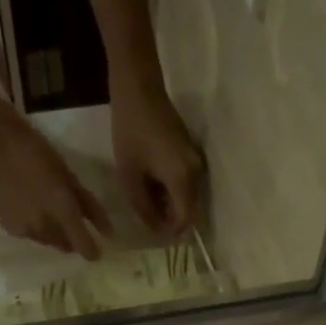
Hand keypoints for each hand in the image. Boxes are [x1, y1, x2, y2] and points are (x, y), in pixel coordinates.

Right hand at [0, 108, 112, 259]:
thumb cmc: (38, 154)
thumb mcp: (69, 177)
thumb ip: (90, 207)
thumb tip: (108, 231)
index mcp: (63, 211)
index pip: (82, 245)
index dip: (92, 251)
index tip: (97, 251)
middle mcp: (45, 227)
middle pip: (65, 246)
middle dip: (71, 238)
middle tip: (70, 220)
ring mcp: (26, 230)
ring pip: (48, 242)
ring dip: (54, 234)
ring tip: (48, 212)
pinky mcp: (11, 229)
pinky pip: (31, 236)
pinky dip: (36, 228)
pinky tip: (30, 210)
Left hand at [110, 82, 202, 239]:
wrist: (139, 87)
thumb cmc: (130, 131)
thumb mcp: (129, 176)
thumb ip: (143, 208)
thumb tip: (156, 229)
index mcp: (183, 179)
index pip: (186, 220)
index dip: (172, 232)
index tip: (154, 236)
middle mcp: (196, 173)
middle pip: (190, 210)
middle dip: (170, 220)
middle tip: (146, 220)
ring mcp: (196, 161)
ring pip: (187, 197)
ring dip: (170, 205)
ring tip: (145, 202)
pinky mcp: (190, 153)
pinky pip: (185, 182)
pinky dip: (171, 190)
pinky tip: (151, 185)